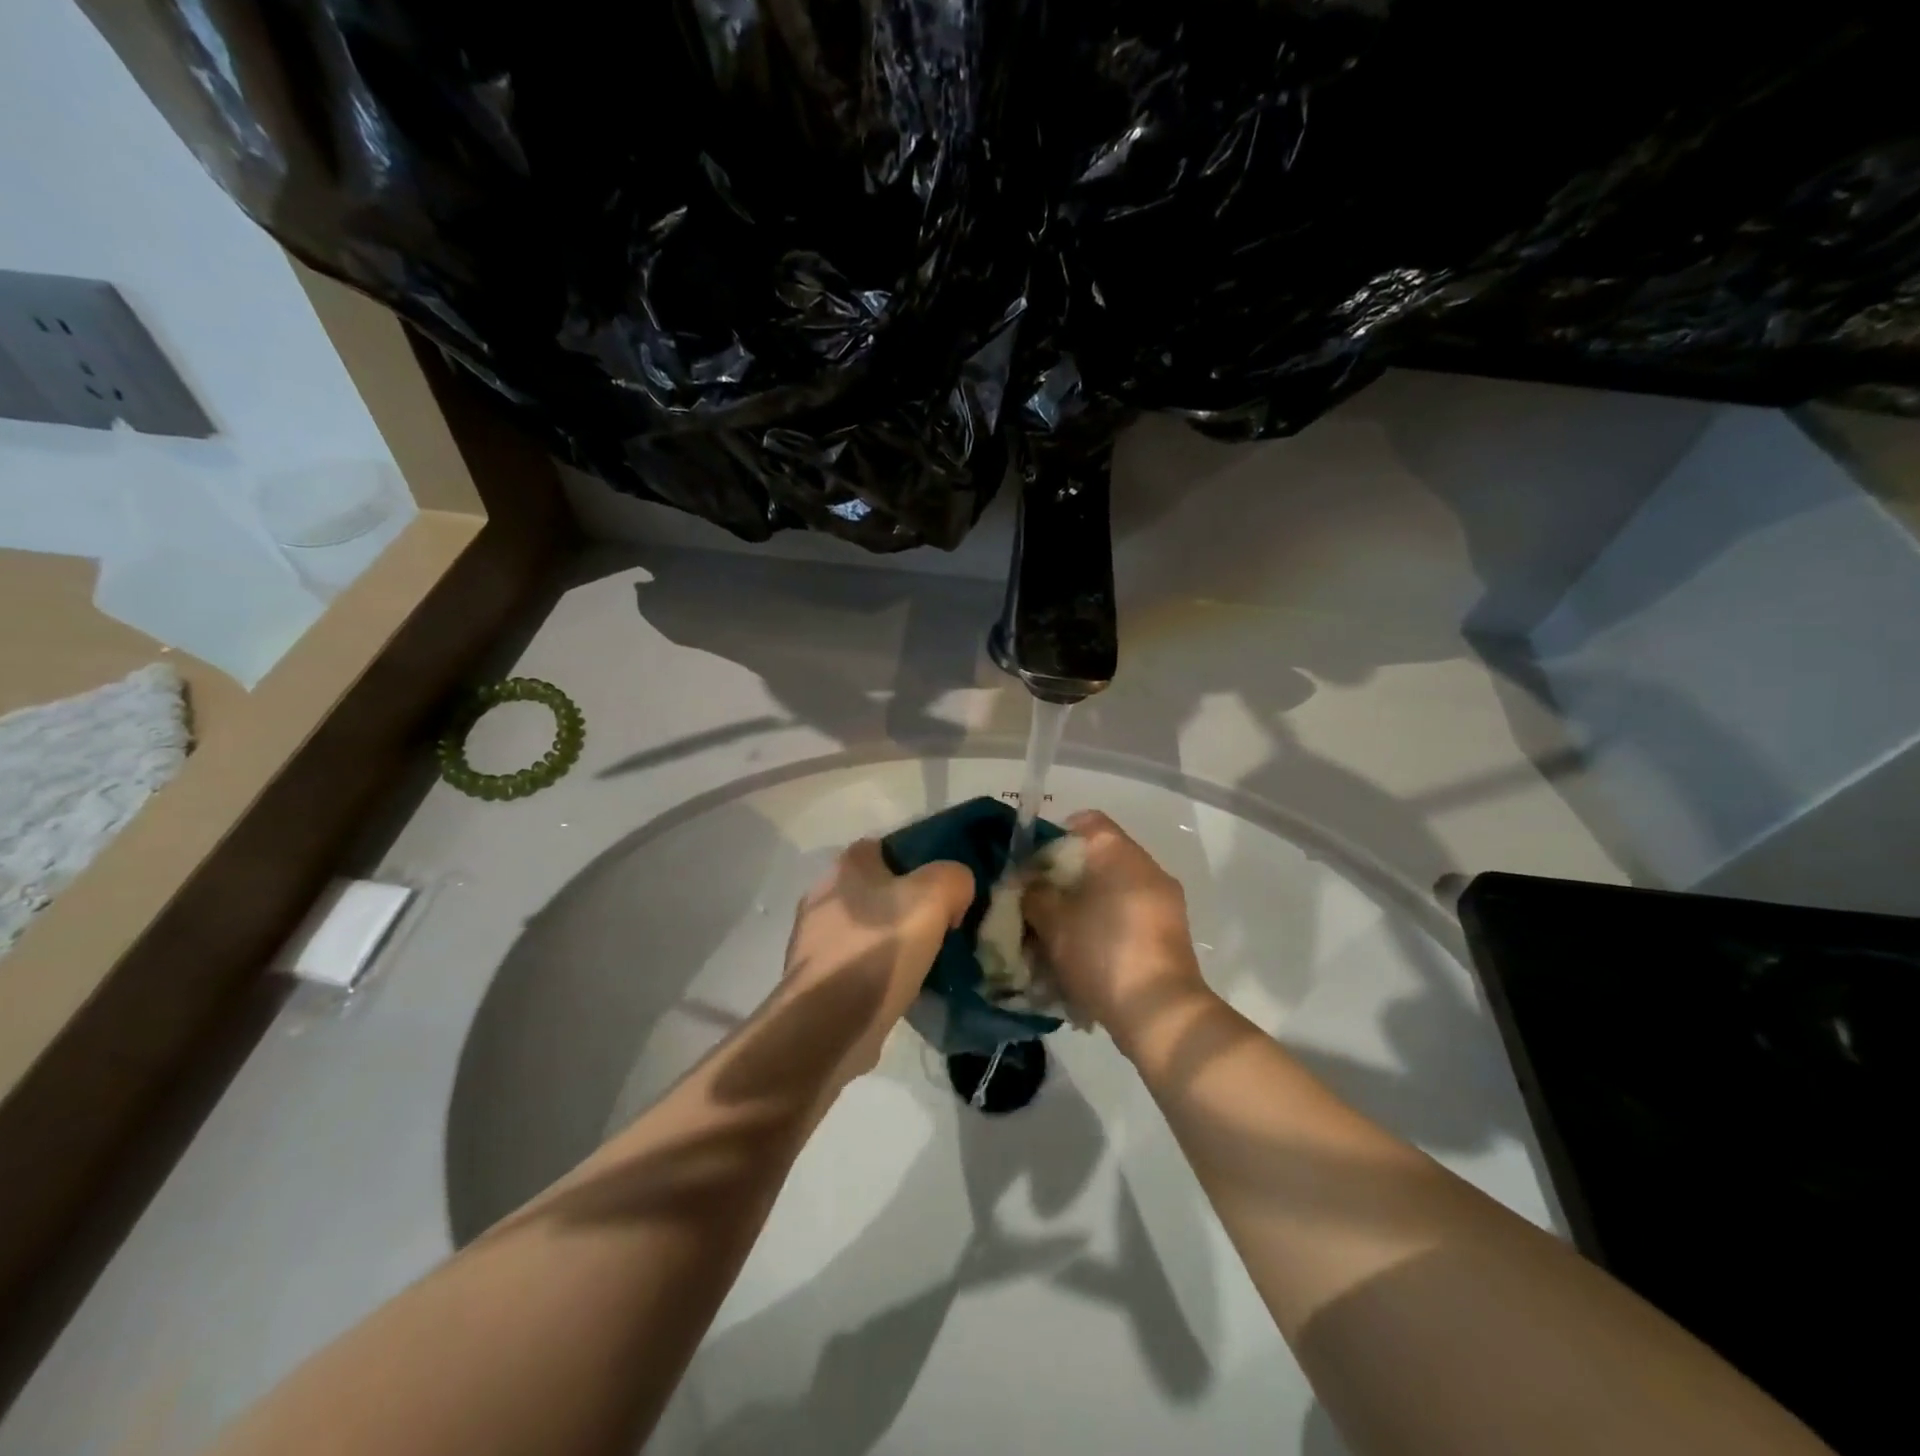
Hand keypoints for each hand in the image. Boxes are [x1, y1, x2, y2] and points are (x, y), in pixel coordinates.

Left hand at [782, 840, 972, 1082]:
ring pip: (868, 928)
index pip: (889, 847)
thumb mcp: (933, 897)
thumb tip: (955, 892)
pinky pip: (858, 963)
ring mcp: (813, 939)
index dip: (921, 862)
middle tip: (942, 925)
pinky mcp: (815, 977)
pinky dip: (878, 971)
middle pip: (879, 890)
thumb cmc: (878, 949)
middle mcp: (823, 895)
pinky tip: (902, 987)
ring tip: (927, 960)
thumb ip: (953, 877)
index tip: (946, 888)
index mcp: (846, 865)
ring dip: (893, 941)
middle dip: (908, 905)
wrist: (828, 1024)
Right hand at [1023, 811, 1210, 1049]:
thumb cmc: (1101, 952)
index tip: (1033, 865)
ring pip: (1113, 892)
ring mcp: (1165, 903)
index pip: (1087, 821)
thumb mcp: (1052, 922)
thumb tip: (1028, 884)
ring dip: (1085, 908)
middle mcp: (1148, 869)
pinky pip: (1129, 918)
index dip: (1055, 836)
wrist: (1159, 1012)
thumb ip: (1033, 894)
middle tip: (1039, 904)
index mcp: (1121, 854)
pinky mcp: (1170, 936)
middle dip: (1066, 880)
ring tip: (1058, 937)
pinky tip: (1084, 957)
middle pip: (1099, 859)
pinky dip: (1106, 929)